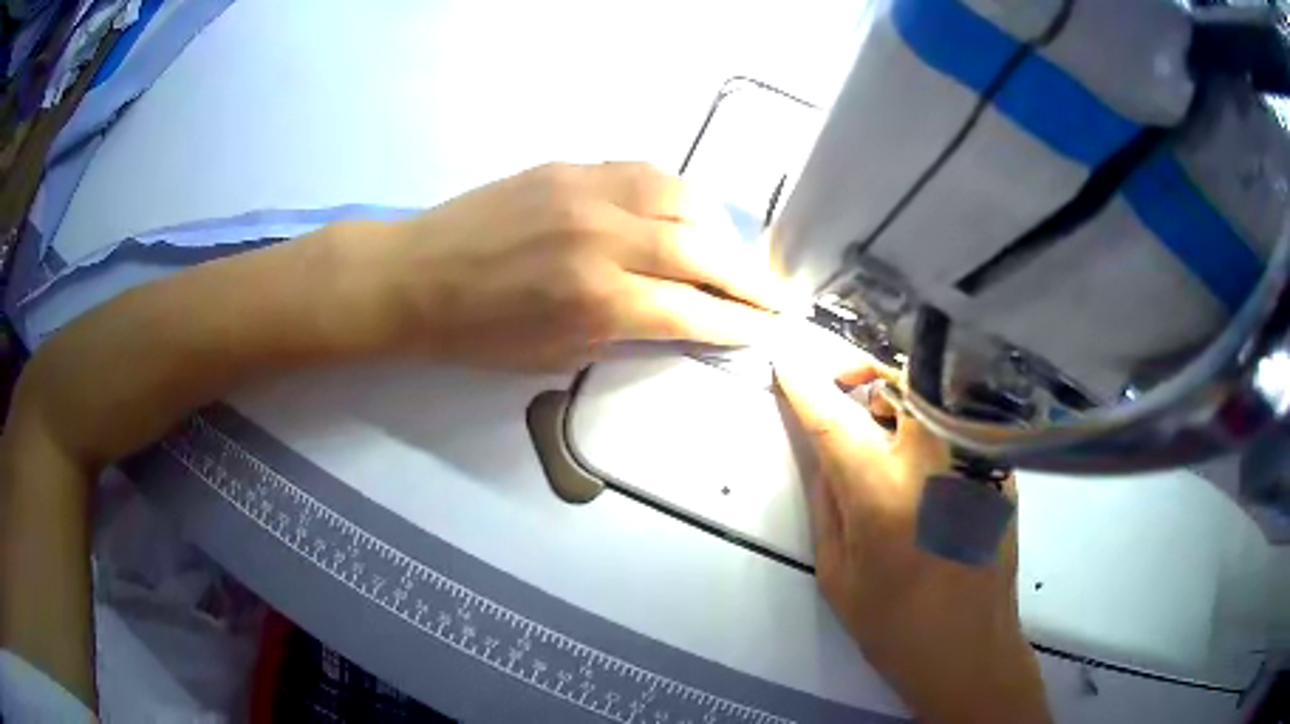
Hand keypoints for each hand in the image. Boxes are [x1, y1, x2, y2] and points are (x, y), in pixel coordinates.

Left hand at [372, 162, 783, 371]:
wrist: (417, 275)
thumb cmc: (478, 333)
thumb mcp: (555, 355)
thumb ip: (624, 331)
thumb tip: (675, 315)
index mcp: (597, 300)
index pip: (692, 310)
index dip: (735, 322)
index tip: (764, 328)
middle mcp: (605, 238)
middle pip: (703, 251)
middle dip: (748, 278)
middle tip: (773, 294)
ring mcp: (589, 192)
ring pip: (683, 199)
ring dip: (719, 229)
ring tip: (729, 252)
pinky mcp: (572, 167)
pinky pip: (646, 173)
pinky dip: (678, 194)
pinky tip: (684, 212)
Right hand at [771, 328, 1050, 723]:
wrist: (970, 649)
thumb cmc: (894, 625)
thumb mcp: (838, 573)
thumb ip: (828, 501)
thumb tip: (824, 449)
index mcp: (883, 494)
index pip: (835, 419)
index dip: (805, 384)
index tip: (786, 359)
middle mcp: (934, 462)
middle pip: (900, 378)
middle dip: (864, 370)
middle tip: (843, 387)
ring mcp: (974, 460)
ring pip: (934, 391)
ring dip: (900, 392)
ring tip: (882, 423)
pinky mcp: (999, 468)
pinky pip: (959, 421)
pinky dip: (932, 418)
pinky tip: (923, 455)